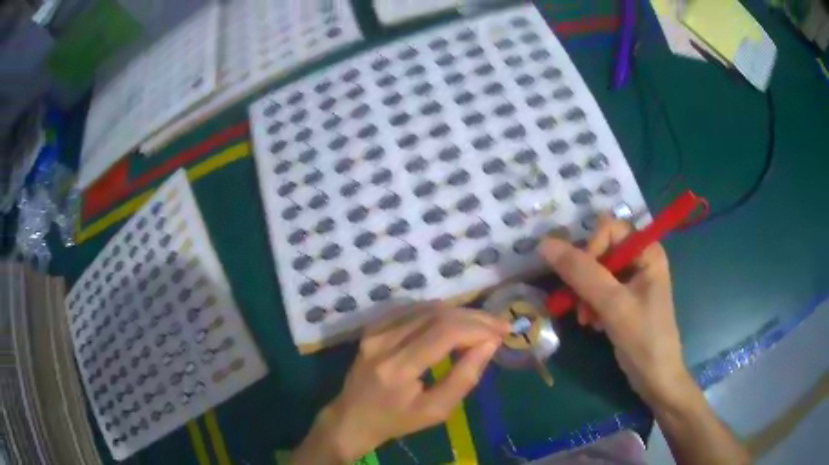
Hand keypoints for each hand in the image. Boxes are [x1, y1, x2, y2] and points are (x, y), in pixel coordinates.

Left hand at [295, 303, 508, 462]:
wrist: (352, 417)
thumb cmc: (396, 420)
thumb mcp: (435, 411)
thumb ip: (464, 378)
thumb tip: (490, 344)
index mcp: (397, 368)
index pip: (444, 333)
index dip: (478, 328)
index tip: (503, 332)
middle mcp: (383, 342)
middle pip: (437, 315)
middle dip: (474, 317)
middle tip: (499, 325)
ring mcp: (374, 331)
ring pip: (426, 307)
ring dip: (460, 312)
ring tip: (483, 323)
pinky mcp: (372, 327)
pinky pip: (411, 309)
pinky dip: (439, 312)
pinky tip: (455, 320)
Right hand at [538, 216, 690, 405]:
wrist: (655, 378)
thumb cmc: (643, 338)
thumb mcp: (613, 304)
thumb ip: (581, 273)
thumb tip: (545, 244)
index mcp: (647, 251)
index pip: (609, 229)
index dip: (592, 249)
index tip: (583, 280)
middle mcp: (640, 260)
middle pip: (600, 251)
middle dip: (586, 279)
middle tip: (580, 305)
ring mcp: (632, 280)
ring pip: (595, 272)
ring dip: (585, 295)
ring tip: (586, 319)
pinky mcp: (624, 299)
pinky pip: (598, 290)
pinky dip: (590, 305)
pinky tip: (592, 323)